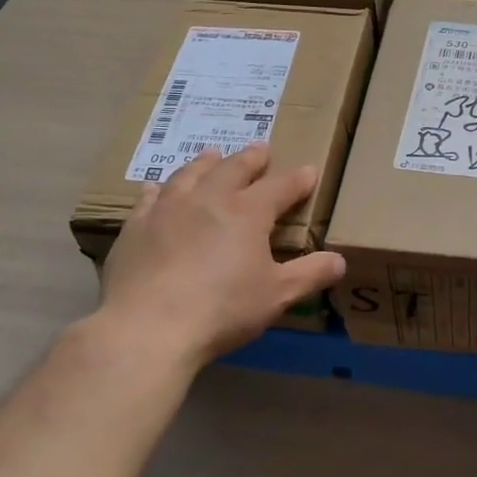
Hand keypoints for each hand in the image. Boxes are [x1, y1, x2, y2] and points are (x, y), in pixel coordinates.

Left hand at [89, 145, 345, 371]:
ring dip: (205, 163)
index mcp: (247, 213)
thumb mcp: (277, 295)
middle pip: (233, 169)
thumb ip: (310, 274)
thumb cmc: (222, 309)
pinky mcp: (136, 228)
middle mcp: (209, 200)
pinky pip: (148, 199)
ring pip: (190, 175)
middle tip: (260, 149)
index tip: (309, 171)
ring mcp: (168, 210)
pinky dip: (158, 189)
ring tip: (212, 154)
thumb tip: (340, 261)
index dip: (297, 179)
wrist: (148, 328)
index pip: (280, 187)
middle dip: (251, 158)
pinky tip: (156, 188)